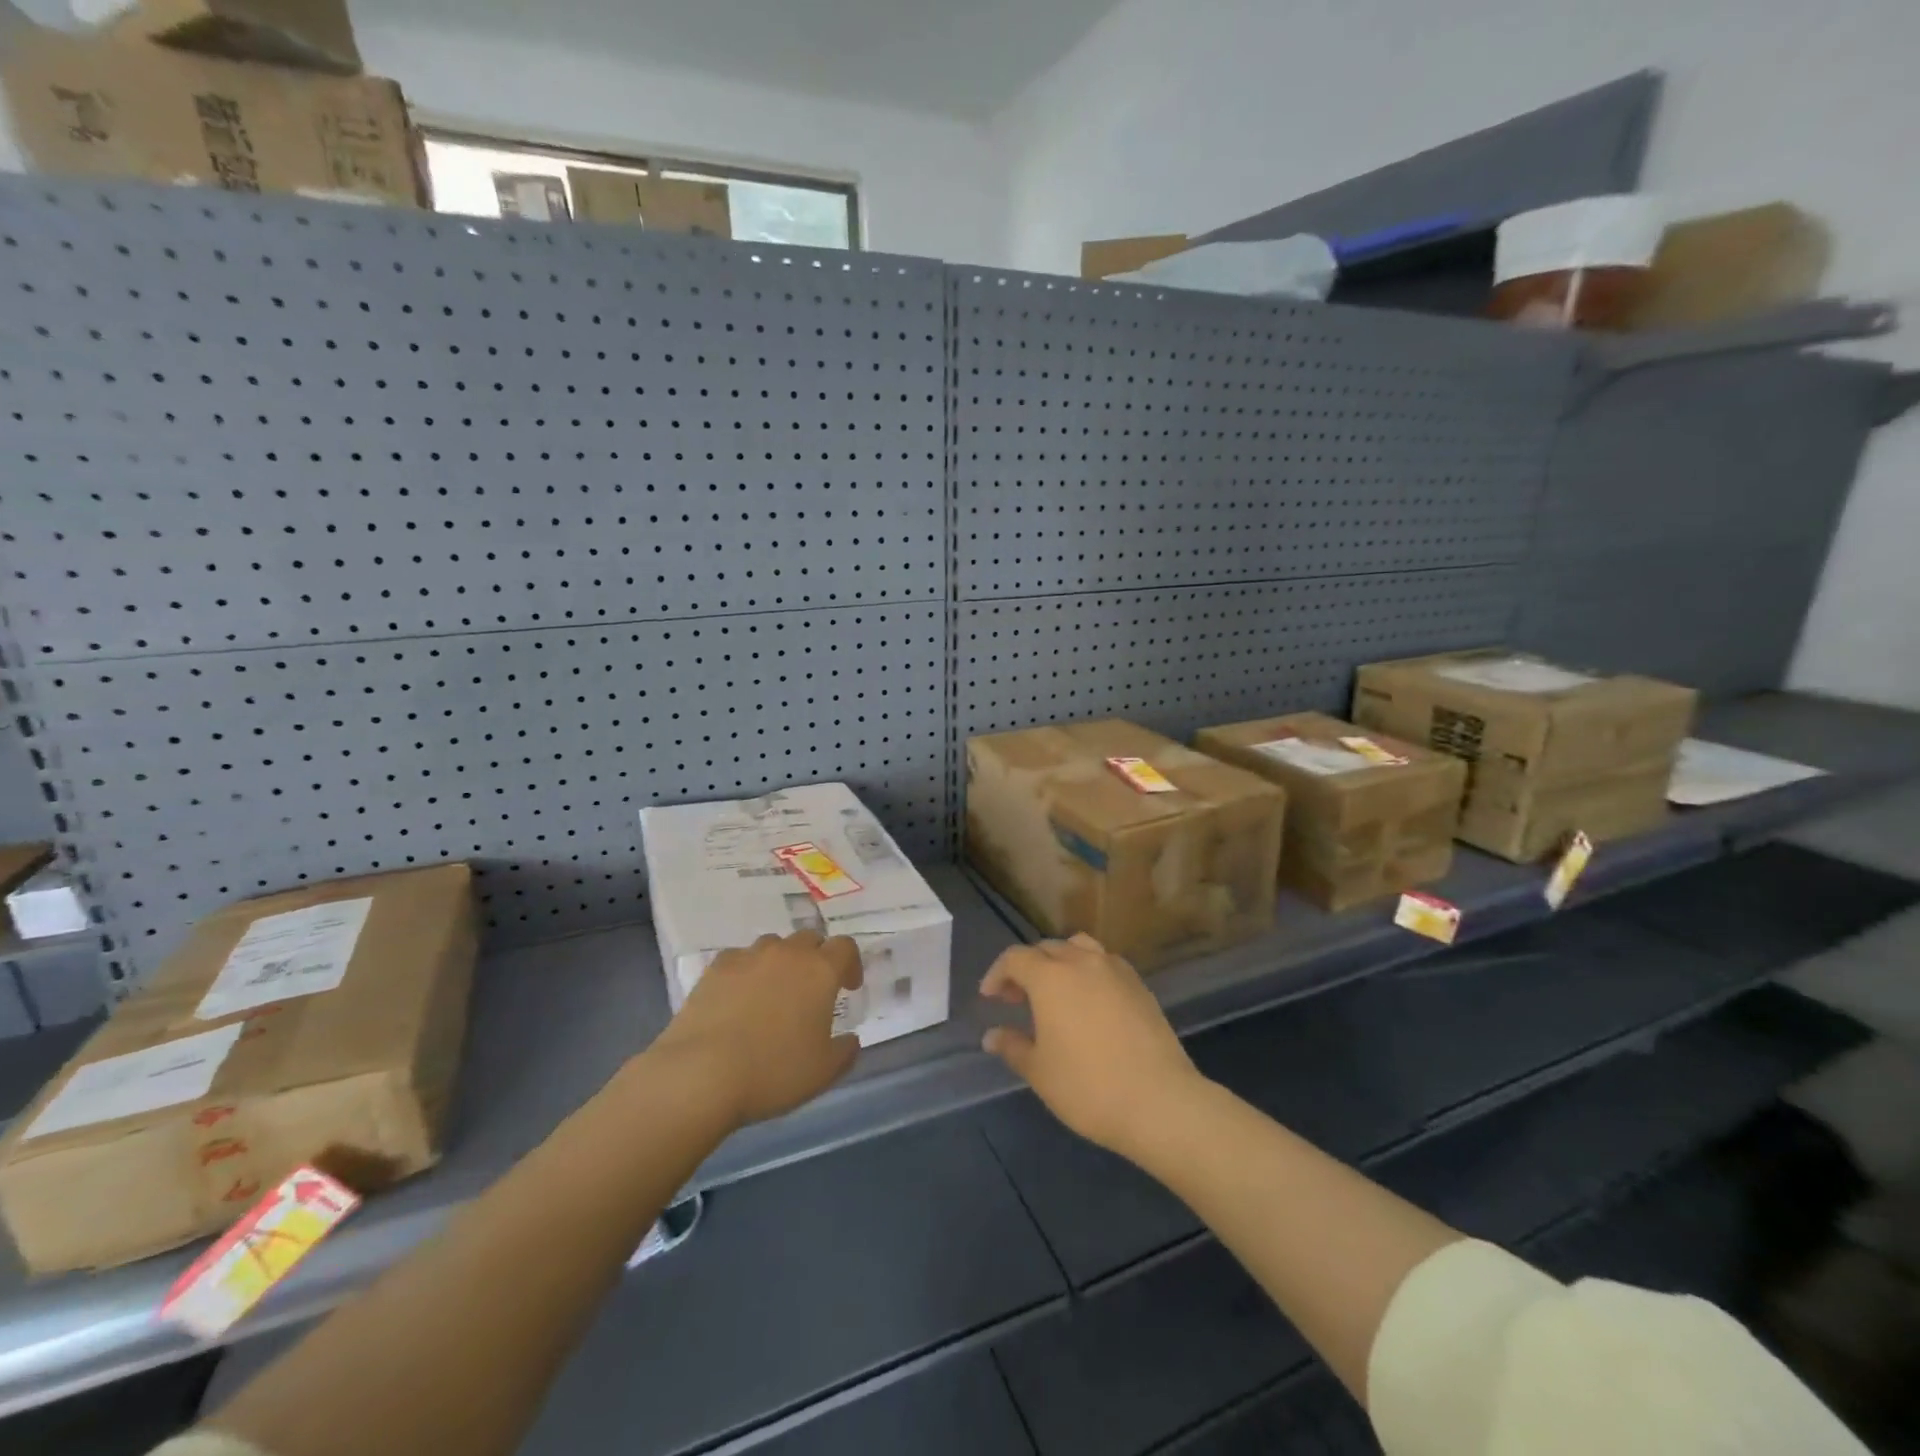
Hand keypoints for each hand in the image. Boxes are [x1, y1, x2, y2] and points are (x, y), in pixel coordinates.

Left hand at [649, 931, 861, 1128]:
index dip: (850, 964)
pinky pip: (740, 959)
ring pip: (773, 945)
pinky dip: (746, 971)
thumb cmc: (773, 1071)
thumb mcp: (823, 1072)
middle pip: (809, 939)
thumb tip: (851, 1039)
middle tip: (812, 990)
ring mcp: (748, 957)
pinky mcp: (715, 968)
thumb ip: (845, 1051)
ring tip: (773, 992)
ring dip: (781, 962)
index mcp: (820, 971)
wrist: (701, 1074)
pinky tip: (739, 998)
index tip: (848, 987)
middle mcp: (787, 954)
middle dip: (816, 958)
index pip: (845, 947)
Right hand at [979, 934, 1201, 1157]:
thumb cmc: (1088, 1087)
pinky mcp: (1139, 985)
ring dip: (1060, 961)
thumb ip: (1013, 1047)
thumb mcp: (1040, 1072)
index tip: (989, 997)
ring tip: (1055, 990)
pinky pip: (1105, 963)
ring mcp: (1115, 970)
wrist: (1159, 1101)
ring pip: (1079, 948)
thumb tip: (992, 1035)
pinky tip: (1089, 1001)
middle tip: (1016, 998)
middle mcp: (1082, 962)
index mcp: (1050, 977)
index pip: (1015, 958)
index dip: (997, 974)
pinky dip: (1088, 971)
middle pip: (1046, 949)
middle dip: (1026, 967)